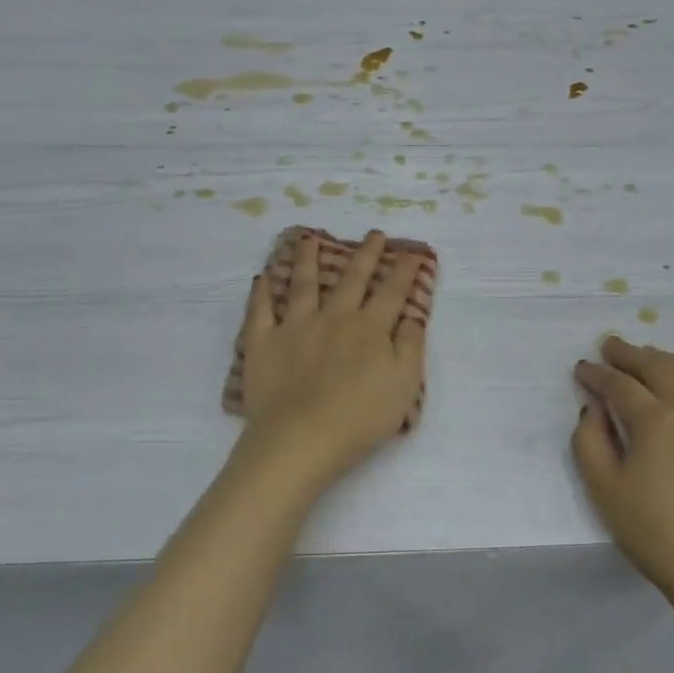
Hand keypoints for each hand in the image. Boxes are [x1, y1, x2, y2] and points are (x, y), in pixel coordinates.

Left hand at [234, 230, 426, 492]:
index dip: (404, 271)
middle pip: (352, 279)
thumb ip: (410, 347)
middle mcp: (333, 317)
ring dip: (308, 259)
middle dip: (366, 254)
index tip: (412, 253)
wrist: (300, 438)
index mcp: (369, 328)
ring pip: (303, 284)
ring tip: (309, 238)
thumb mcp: (404, 386)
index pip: (392, 292)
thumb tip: (410, 317)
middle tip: (373, 234)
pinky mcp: (263, 342)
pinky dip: (262, 293)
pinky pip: (261, 311)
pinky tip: (263, 278)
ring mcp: (295, 326)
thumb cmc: (360, 418)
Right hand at [572, 336, 673, 612]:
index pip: (620, 384)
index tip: (582, 369)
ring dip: (662, 358)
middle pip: (657, 365)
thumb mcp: (604, 490)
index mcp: (656, 420)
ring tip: (645, 358)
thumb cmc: (655, 534)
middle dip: (629, 353)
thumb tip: (592, 408)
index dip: (597, 374)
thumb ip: (589, 440)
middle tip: (610, 346)